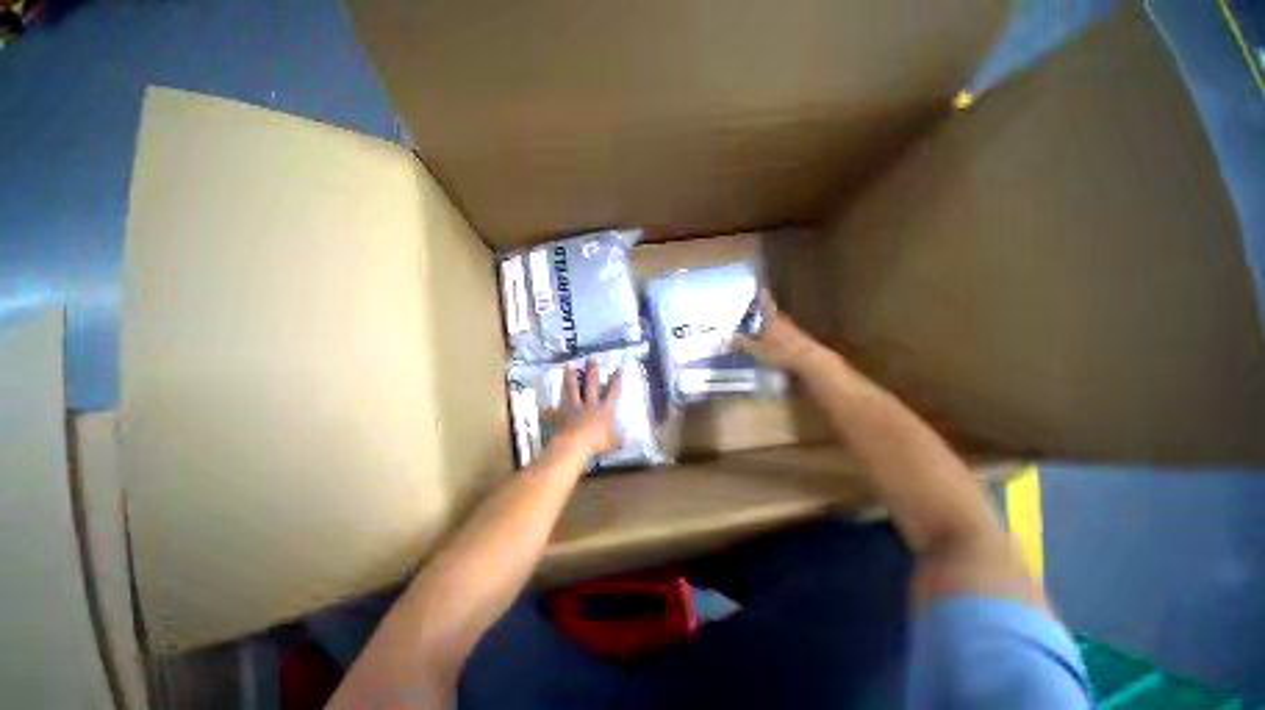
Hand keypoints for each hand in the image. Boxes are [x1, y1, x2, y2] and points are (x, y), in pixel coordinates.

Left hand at [554, 359, 623, 457]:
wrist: (574, 446)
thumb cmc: (596, 444)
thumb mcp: (611, 443)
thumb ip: (619, 440)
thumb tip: (628, 438)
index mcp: (604, 410)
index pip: (613, 392)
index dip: (616, 380)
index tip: (618, 368)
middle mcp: (590, 404)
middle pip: (591, 384)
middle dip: (592, 371)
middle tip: (591, 358)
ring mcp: (574, 407)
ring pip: (573, 388)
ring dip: (570, 376)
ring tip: (568, 365)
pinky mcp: (561, 413)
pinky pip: (554, 408)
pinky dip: (547, 407)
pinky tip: (542, 403)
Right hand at [734, 290, 828, 372]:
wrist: (809, 361)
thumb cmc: (780, 352)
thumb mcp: (756, 350)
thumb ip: (742, 344)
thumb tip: (727, 339)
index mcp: (772, 321)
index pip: (766, 306)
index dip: (763, 299)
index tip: (762, 289)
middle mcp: (783, 323)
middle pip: (773, 317)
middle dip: (766, 317)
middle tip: (758, 316)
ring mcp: (793, 333)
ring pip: (780, 327)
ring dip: (772, 329)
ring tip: (763, 334)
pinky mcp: (800, 343)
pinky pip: (785, 338)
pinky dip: (779, 340)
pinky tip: (775, 348)